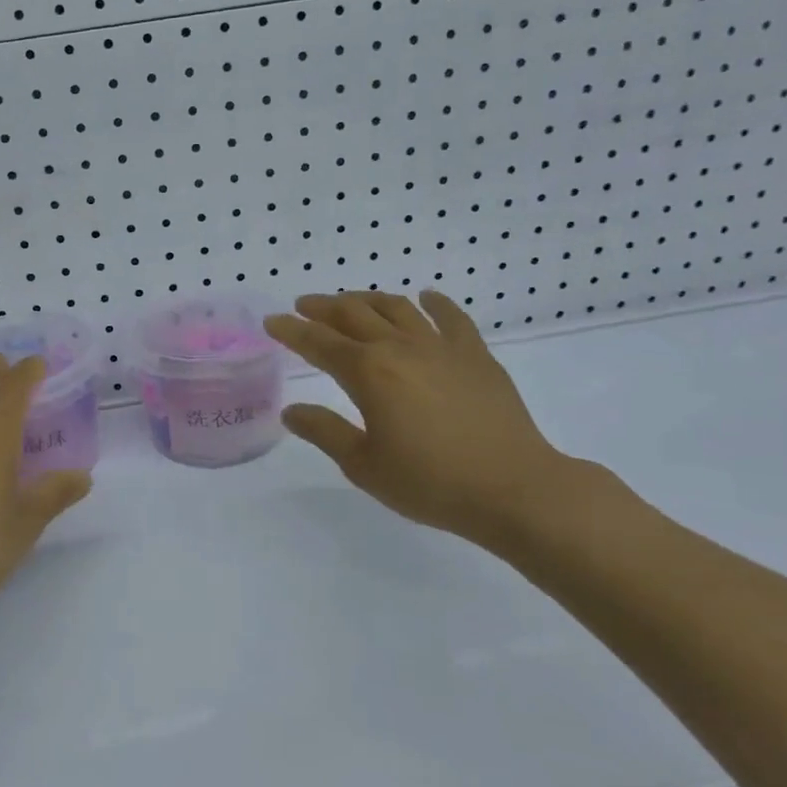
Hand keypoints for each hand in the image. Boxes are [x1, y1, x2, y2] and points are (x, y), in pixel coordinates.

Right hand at [265, 291, 577, 546]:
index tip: (272, 322)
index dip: (291, 331)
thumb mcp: (363, 465)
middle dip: (323, 307)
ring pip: (396, 308)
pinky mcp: (476, 355)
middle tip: (304, 306)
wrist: (514, 489)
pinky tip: (425, 297)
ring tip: (350, 301)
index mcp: (368, 372)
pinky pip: (452, 317)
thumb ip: (325, 432)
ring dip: (367, 299)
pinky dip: (434, 303)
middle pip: (353, 314)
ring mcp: (441, 347)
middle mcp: (400, 348)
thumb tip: (291, 411)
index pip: (318, 343)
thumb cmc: (430, 483)